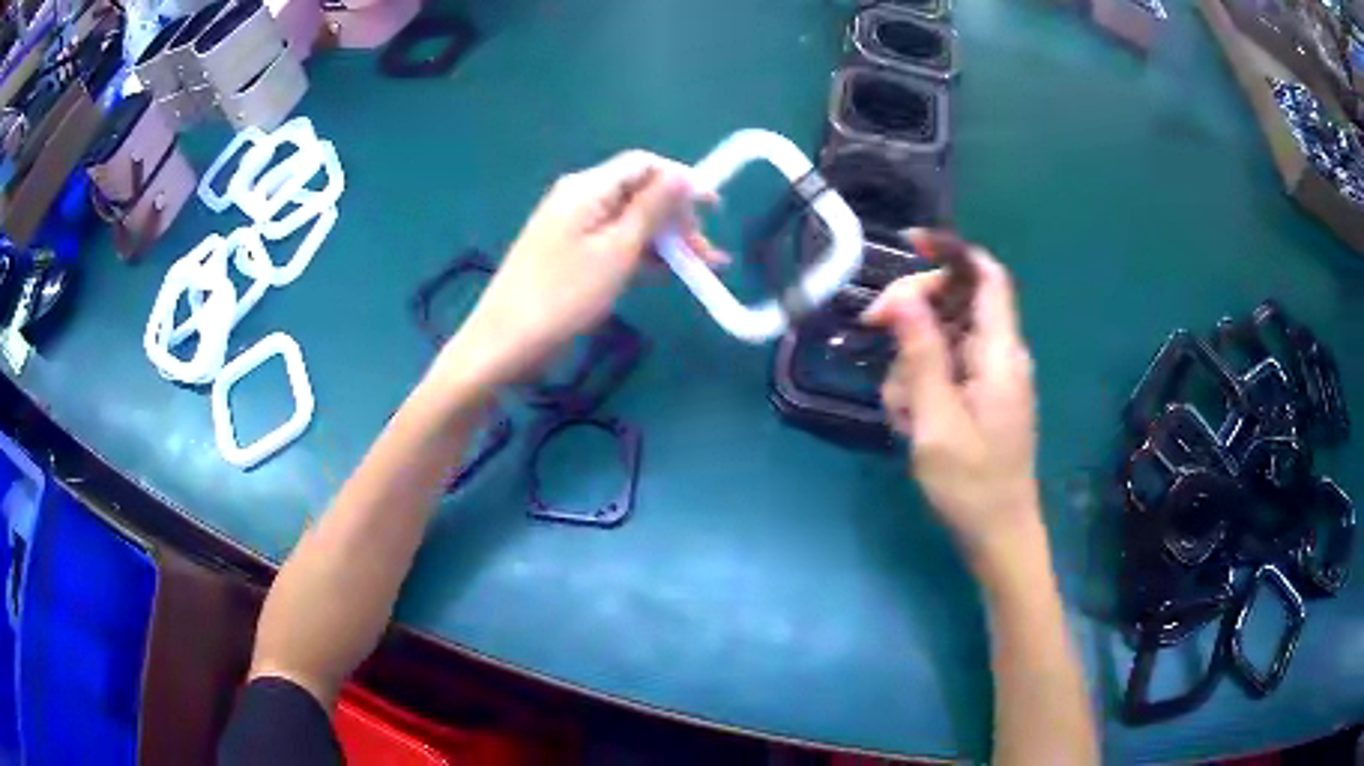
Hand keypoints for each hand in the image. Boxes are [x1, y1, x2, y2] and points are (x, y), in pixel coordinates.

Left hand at [436, 151, 719, 390]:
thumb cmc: (563, 296)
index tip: (715, 210)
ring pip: (630, 222)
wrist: (504, 344)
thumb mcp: (617, 250)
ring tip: (698, 270)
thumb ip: (652, 209)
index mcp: (588, 188)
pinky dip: (641, 256)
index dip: (683, 181)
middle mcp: (580, 199)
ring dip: (665, 241)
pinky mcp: (570, 256)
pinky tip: (665, 276)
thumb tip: (682, 174)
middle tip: (708, 256)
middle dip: (678, 218)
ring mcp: (573, 228)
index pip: (645, 165)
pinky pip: (614, 244)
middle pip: (640, 193)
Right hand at [863, 230, 1040, 564]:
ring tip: (903, 415)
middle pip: (955, 302)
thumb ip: (921, 356)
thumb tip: (901, 297)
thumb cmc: (972, 485)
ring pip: (942, 337)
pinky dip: (921, 386)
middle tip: (871, 330)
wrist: (997, 534)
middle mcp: (999, 354)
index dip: (951, 251)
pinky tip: (911, 423)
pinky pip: (945, 369)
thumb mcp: (937, 422)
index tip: (908, 244)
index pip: (986, 277)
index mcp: (1000, 354)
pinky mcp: (980, 396)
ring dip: (911, 363)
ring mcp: (990, 376)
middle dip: (912, 313)